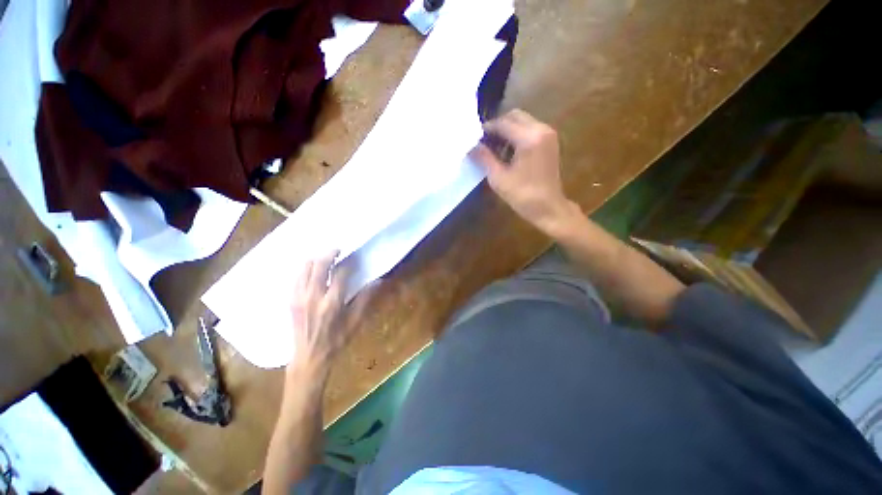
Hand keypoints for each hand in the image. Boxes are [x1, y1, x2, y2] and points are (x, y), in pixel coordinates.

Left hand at [288, 251, 374, 373]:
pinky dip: (306, 269)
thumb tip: (377, 281)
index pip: (340, 273)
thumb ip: (365, 299)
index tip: (354, 257)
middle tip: (338, 250)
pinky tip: (314, 271)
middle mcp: (313, 296)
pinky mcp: (291, 300)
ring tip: (326, 259)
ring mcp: (299, 297)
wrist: (309, 357)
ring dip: (317, 259)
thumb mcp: (355, 321)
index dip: (349, 262)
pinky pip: (297, 276)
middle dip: (329, 253)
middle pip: (319, 265)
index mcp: (332, 303)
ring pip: (305, 267)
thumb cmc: (336, 339)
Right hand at [471, 109, 576, 236]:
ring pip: (522, 121)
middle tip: (484, 142)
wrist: (549, 208)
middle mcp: (541, 129)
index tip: (474, 138)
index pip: (503, 123)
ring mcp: (548, 134)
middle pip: (514, 116)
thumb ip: (484, 158)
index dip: (486, 129)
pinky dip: (517, 135)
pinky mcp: (550, 142)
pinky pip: (530, 129)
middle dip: (497, 127)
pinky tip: (508, 152)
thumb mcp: (498, 178)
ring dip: (507, 131)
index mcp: (529, 138)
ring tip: (494, 149)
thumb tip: (471, 146)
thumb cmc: (523, 196)